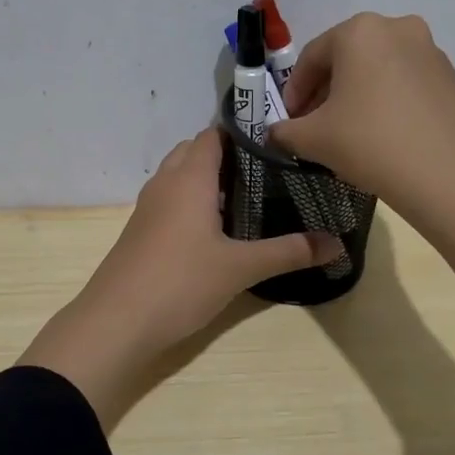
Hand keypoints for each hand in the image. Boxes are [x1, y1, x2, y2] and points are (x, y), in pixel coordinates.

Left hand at [19, 128, 340, 429]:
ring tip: (248, 198)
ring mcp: (148, 206)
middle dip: (228, 156)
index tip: (278, 144)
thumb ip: (290, 252)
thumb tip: (338, 244)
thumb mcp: (241, 268)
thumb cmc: (180, 282)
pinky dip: (192, 200)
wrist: (116, 321)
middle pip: (195, 150)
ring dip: (208, 179)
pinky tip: (215, 229)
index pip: (214, 135)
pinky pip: (170, 199)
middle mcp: (166, 182)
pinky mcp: (140, 229)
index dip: (244, 134)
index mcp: (190, 177)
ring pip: (179, 175)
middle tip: (268, 173)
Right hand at [269, 12, 454, 214]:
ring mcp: (431, 50)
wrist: (449, 175)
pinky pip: (405, 83)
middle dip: (325, 91)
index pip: (311, 57)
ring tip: (348, 132)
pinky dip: (386, 101)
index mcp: (359, 32)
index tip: (289, 121)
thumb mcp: (312, 139)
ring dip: (356, 95)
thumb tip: (277, 132)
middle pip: (346, 59)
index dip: (294, 91)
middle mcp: (397, 28)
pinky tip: (382, 134)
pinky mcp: (452, 77)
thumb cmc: (371, 143)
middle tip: (314, 125)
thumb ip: (284, 131)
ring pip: (377, 70)